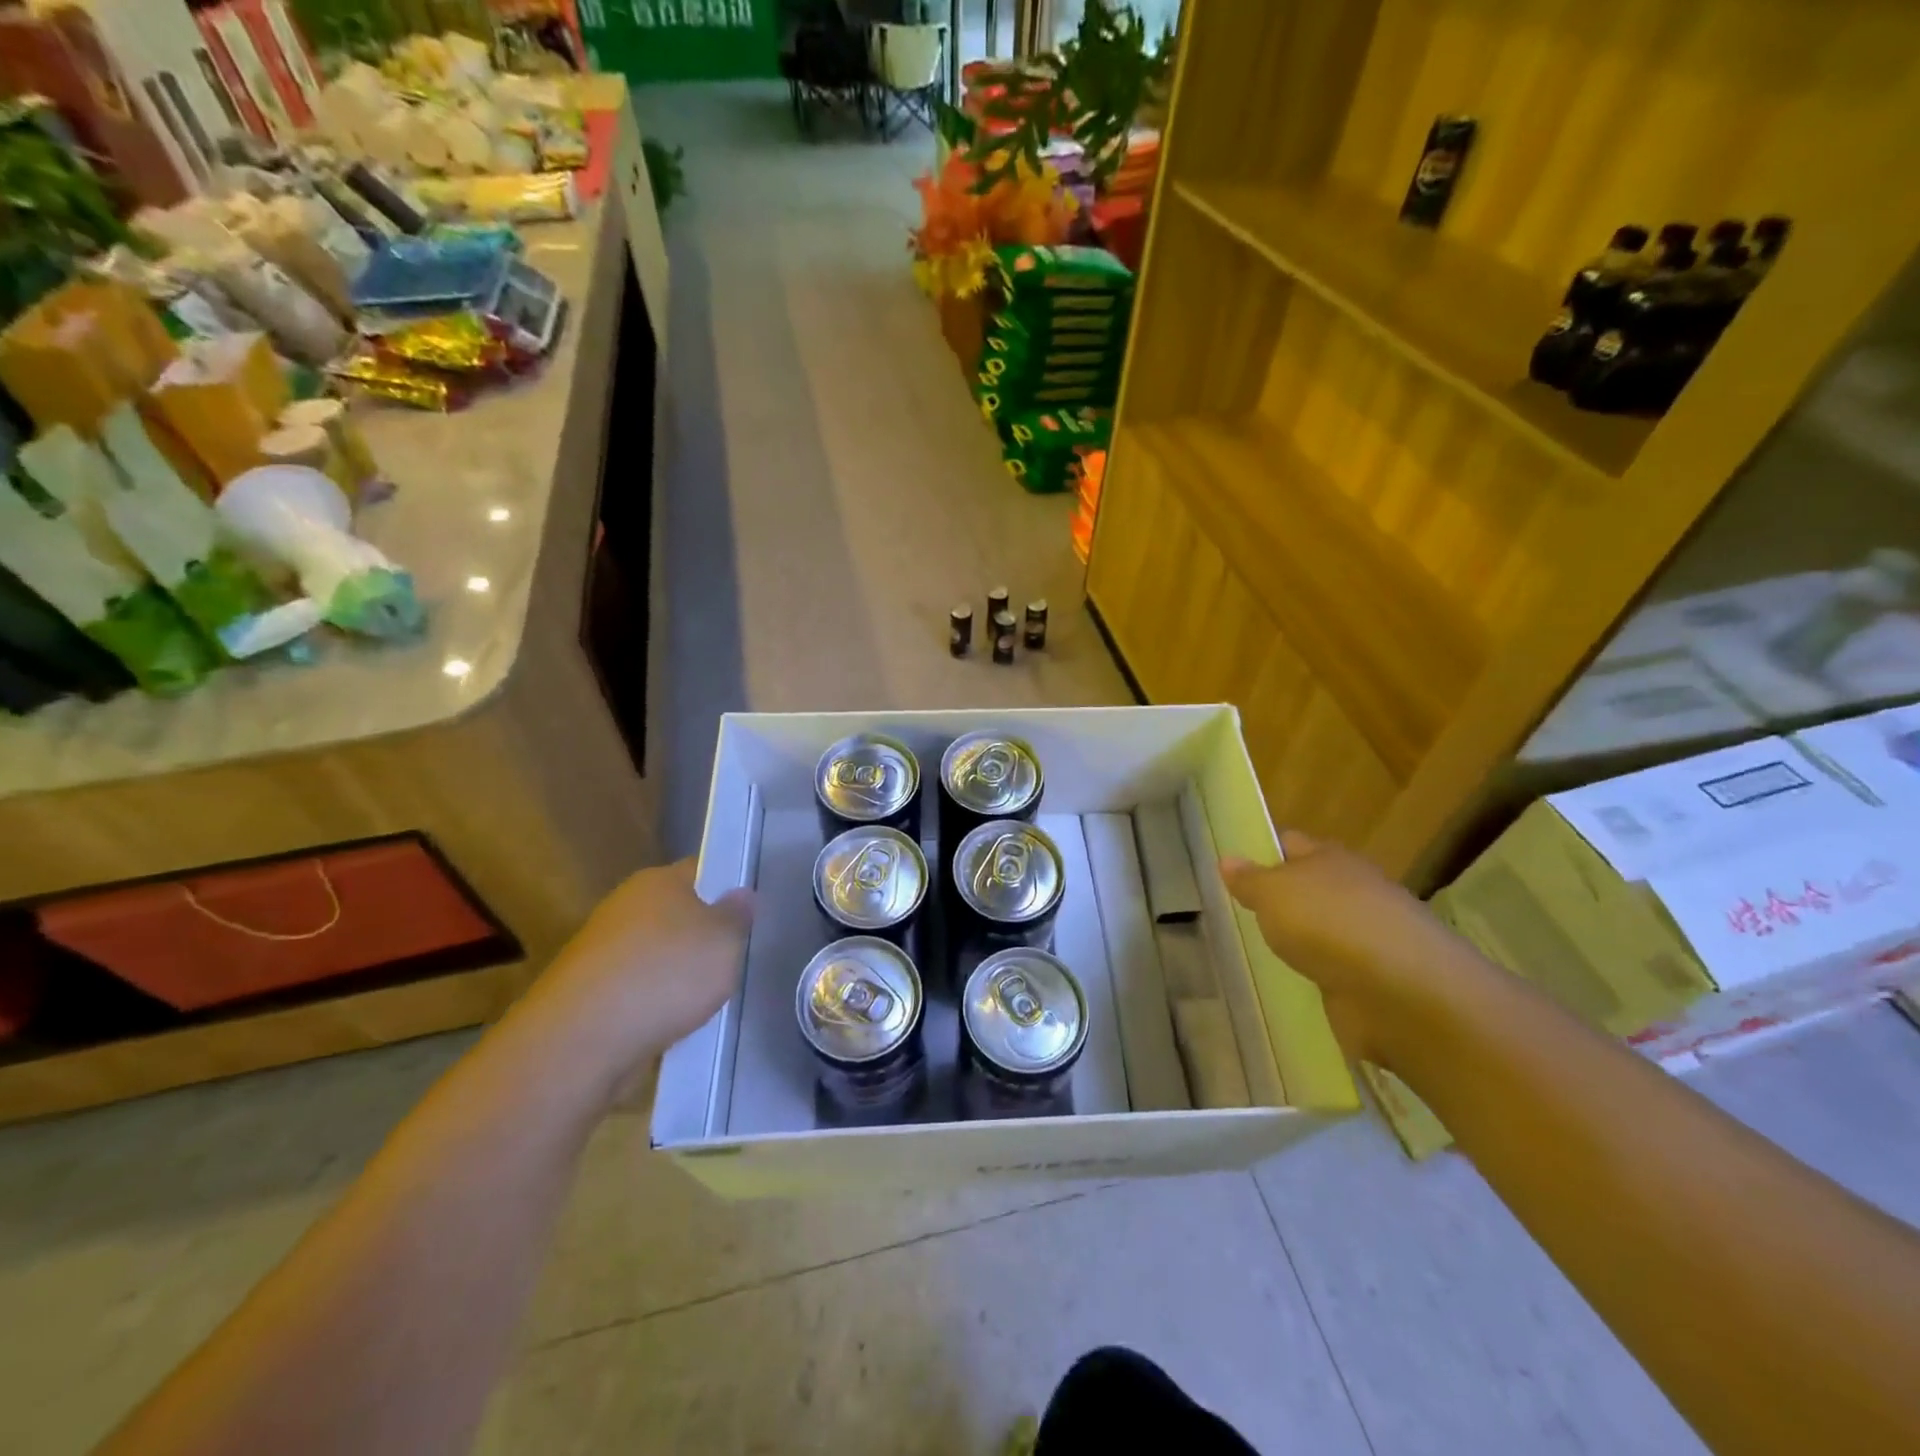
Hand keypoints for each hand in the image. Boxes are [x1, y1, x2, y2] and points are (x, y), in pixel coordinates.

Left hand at [517, 859, 753, 1099]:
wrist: (580, 1041)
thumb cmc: (665, 974)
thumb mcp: (724, 940)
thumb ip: (738, 915)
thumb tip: (740, 894)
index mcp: (658, 881)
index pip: (702, 871)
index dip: (729, 886)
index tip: (753, 911)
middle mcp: (626, 906)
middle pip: (678, 914)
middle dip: (704, 935)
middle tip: (739, 956)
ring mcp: (602, 951)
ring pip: (657, 955)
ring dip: (679, 974)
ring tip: (711, 997)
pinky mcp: (589, 994)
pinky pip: (637, 991)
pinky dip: (656, 1004)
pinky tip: (676, 1024)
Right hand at [1220, 831, 1475, 1064]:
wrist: (1402, 993)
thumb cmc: (1330, 924)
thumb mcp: (1274, 893)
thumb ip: (1249, 880)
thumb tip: (1227, 860)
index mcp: (1331, 859)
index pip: (1290, 843)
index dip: (1262, 851)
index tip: (1232, 868)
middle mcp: (1353, 891)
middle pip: (1308, 888)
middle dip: (1279, 899)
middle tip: (1235, 913)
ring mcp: (1367, 938)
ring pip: (1320, 931)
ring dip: (1299, 941)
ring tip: (1257, 951)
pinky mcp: (1373, 982)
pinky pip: (1333, 972)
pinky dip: (1316, 976)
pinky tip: (1290, 985)